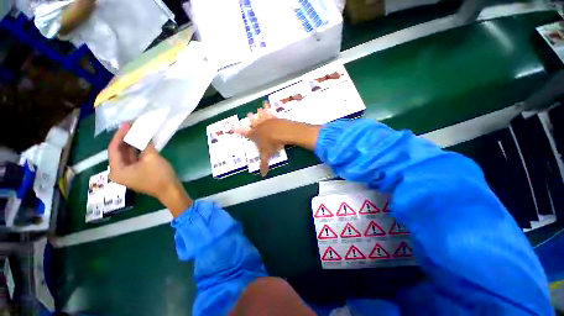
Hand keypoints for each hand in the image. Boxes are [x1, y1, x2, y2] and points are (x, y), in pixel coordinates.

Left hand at [108, 123, 191, 216]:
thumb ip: (145, 145)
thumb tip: (144, 135)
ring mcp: (128, 174)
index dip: (119, 135)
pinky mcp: (137, 174)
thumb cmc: (159, 176)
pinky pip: (134, 160)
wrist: (170, 190)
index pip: (113, 149)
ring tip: (137, 133)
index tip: (126, 124)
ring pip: (126, 156)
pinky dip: (137, 151)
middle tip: (131, 127)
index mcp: (117, 170)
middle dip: (125, 139)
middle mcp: (119, 172)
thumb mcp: (152, 158)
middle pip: (119, 152)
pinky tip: (142, 144)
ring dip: (132, 145)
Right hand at [236, 102, 320, 175]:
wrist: (280, 133)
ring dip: (259, 113)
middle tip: (248, 114)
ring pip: (260, 116)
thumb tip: (262, 175)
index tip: (235, 126)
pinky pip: (269, 111)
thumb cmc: (271, 144)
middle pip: (252, 122)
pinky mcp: (273, 117)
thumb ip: (264, 164)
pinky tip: (267, 103)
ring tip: (257, 109)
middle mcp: (258, 127)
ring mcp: (266, 121)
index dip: (240, 130)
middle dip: (250, 119)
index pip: (246, 133)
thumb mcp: (266, 155)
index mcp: (254, 135)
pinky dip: (268, 107)